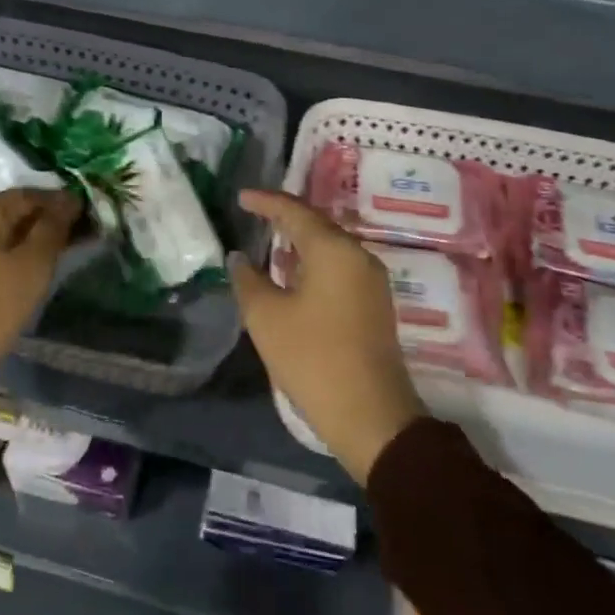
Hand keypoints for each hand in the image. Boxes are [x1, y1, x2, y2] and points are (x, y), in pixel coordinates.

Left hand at [0, 188, 81, 433]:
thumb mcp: (32, 267)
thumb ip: (53, 228)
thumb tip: (69, 199)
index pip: (32, 193)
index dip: (62, 202)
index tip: (89, 217)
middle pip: (14, 211)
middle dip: (47, 221)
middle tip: (78, 237)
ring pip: (0, 232)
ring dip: (29, 239)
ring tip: (56, 256)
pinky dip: (10, 254)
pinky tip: (24, 272)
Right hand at [231, 189, 425, 483]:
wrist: (372, 417)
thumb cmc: (313, 359)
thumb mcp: (267, 318)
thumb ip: (248, 280)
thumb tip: (239, 257)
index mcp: (334, 250)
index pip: (295, 211)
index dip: (266, 201)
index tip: (242, 197)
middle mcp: (358, 256)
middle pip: (317, 225)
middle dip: (284, 218)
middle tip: (254, 214)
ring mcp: (371, 281)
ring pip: (330, 247)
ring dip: (300, 241)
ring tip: (270, 241)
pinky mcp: (374, 304)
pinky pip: (339, 267)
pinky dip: (313, 262)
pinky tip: (293, 274)